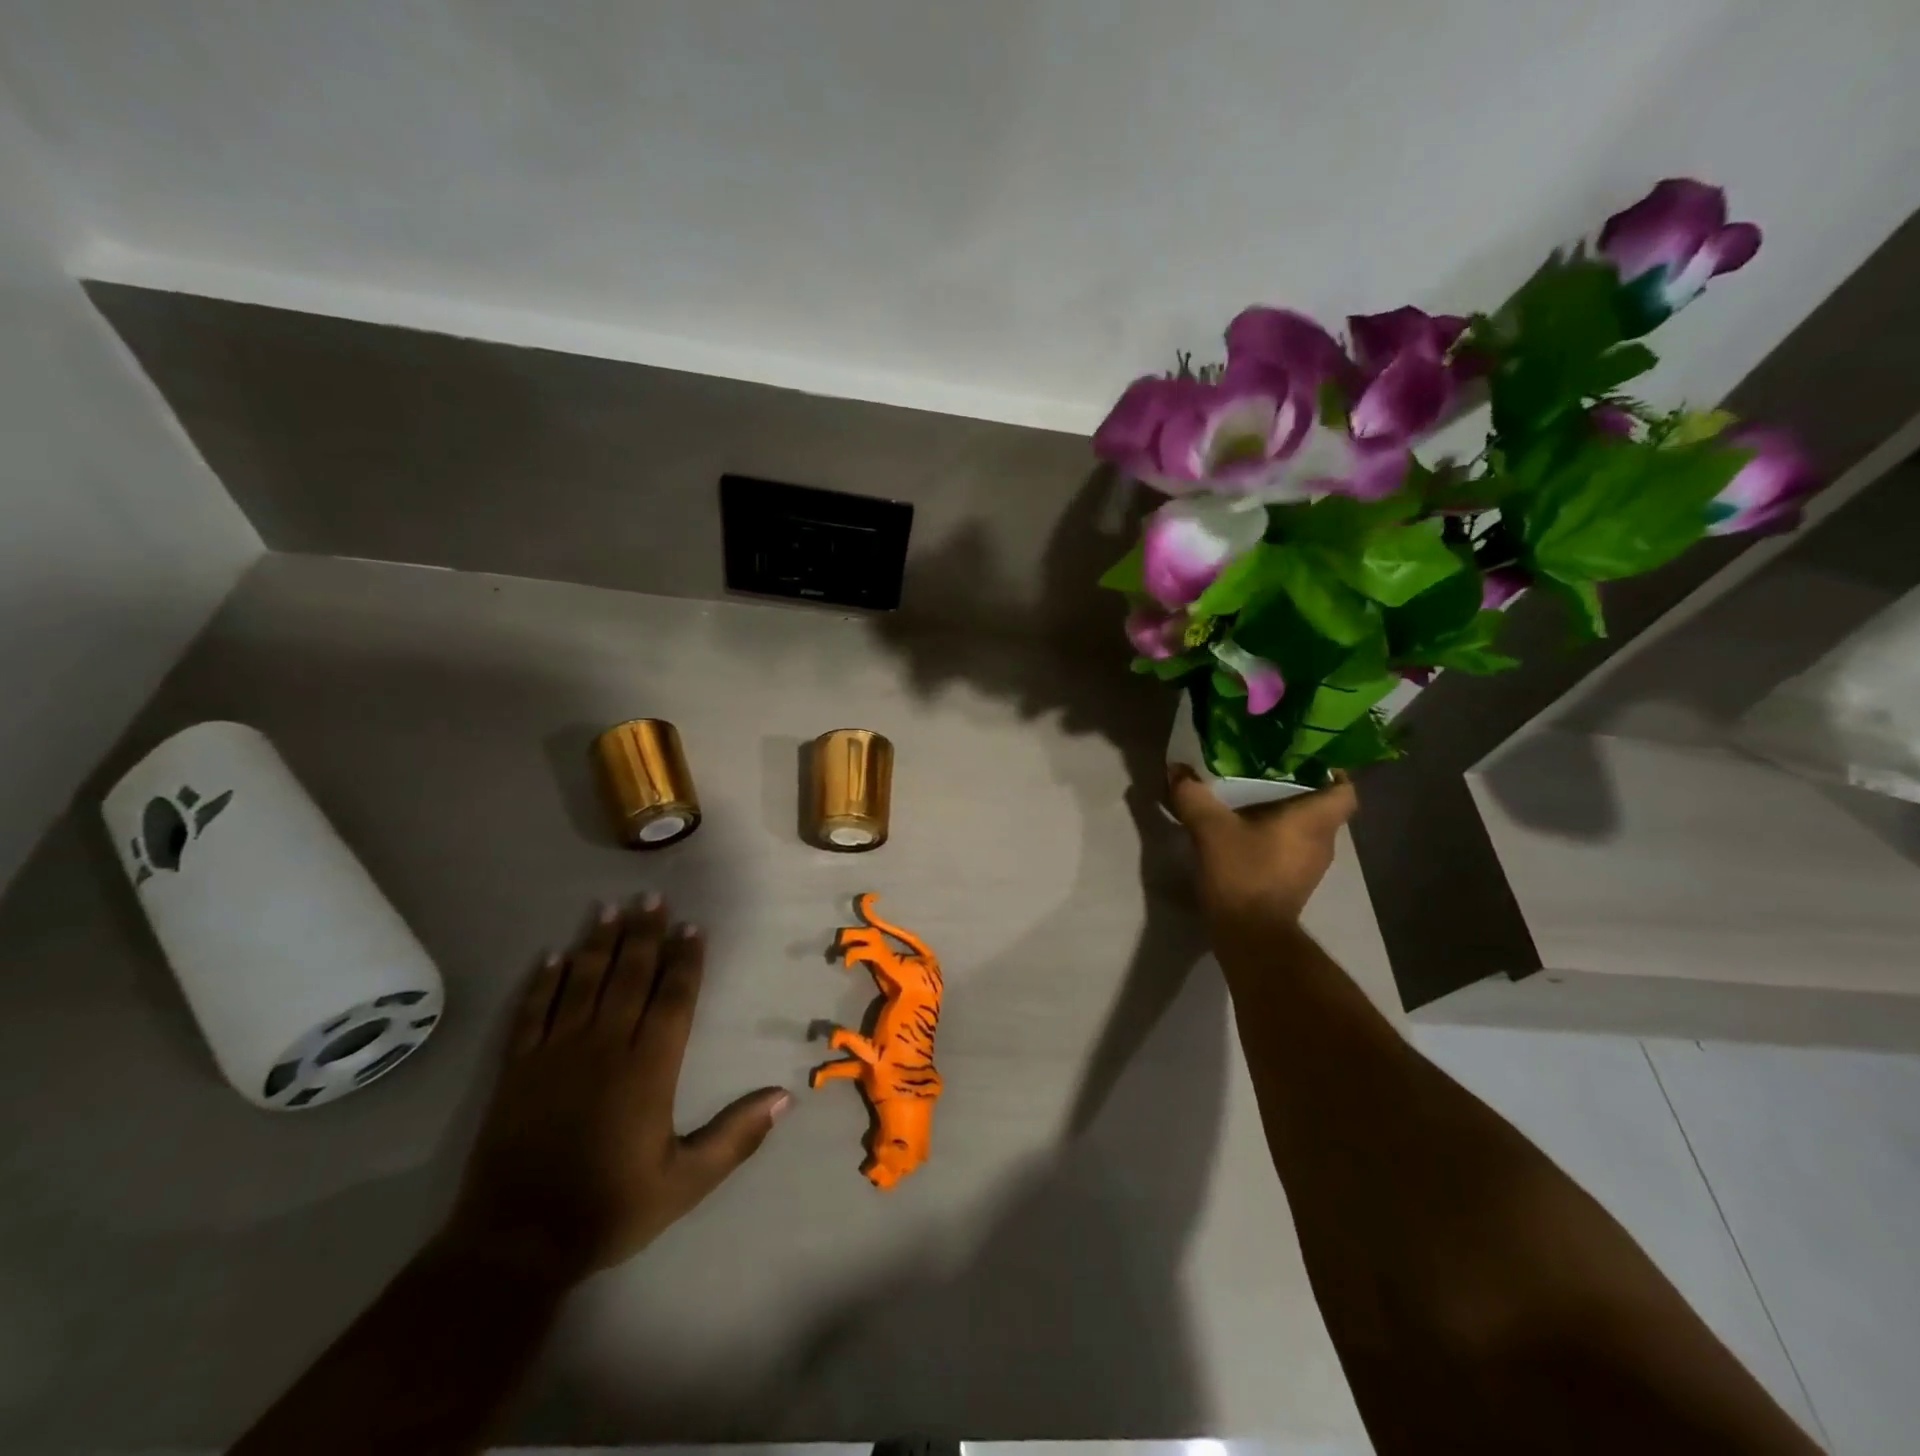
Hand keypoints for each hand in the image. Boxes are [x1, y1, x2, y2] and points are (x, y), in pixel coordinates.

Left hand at [445, 895, 790, 1280]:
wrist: (515, 1245)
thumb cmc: (610, 1209)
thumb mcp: (686, 1183)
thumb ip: (735, 1137)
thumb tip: (785, 1097)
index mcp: (648, 1069)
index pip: (673, 999)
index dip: (685, 960)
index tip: (692, 926)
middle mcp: (605, 1047)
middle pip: (629, 977)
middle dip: (644, 934)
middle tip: (652, 896)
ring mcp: (557, 1054)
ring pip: (582, 983)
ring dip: (598, 944)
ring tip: (609, 907)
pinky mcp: (518, 1069)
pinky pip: (532, 1012)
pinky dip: (543, 982)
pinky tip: (553, 955)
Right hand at [1166, 763, 1357, 929]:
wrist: (1250, 936)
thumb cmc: (1243, 874)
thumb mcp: (1210, 829)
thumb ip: (1193, 795)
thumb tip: (1177, 768)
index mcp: (1314, 820)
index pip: (1345, 789)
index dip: (1332, 771)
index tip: (1304, 758)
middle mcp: (1323, 841)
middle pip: (1323, 806)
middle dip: (1298, 787)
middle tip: (1266, 770)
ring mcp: (1311, 866)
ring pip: (1307, 828)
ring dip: (1285, 814)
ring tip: (1252, 797)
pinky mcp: (1295, 883)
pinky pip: (1292, 848)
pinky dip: (1276, 836)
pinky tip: (1246, 831)